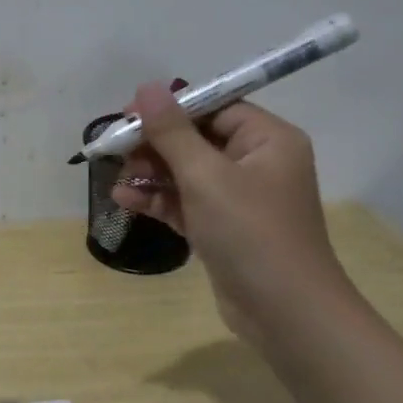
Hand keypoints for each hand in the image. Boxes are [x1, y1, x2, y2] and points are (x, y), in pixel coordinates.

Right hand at [112, 82, 349, 337]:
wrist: (286, 314)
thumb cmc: (251, 232)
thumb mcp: (206, 176)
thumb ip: (172, 132)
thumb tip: (147, 88)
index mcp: (267, 139)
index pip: (214, 107)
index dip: (170, 109)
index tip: (128, 115)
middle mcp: (257, 163)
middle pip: (196, 139)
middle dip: (155, 145)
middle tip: (116, 150)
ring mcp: (240, 198)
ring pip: (187, 172)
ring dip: (151, 174)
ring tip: (117, 179)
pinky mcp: (223, 228)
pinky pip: (186, 202)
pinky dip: (159, 201)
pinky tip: (125, 201)